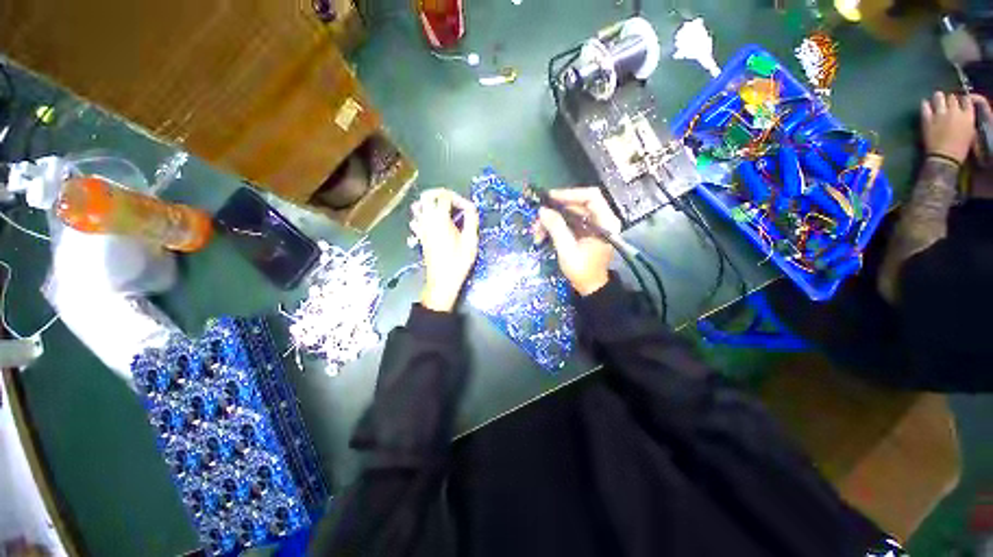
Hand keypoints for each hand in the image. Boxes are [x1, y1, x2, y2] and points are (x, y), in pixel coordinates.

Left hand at [410, 189, 479, 312]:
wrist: (442, 280)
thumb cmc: (458, 262)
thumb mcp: (471, 241)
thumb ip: (472, 220)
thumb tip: (471, 208)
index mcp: (440, 219)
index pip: (446, 196)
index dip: (458, 198)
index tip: (468, 209)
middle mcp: (427, 220)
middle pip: (427, 195)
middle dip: (440, 193)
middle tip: (453, 200)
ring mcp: (421, 228)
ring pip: (418, 206)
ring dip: (430, 203)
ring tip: (443, 209)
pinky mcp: (420, 236)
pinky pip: (416, 219)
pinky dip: (423, 215)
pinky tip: (434, 222)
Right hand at [534, 187, 619, 296]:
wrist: (590, 288)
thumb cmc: (582, 271)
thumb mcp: (567, 250)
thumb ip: (556, 228)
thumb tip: (542, 210)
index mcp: (605, 222)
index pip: (591, 196)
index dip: (569, 194)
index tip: (550, 198)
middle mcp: (602, 220)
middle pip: (577, 204)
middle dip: (555, 211)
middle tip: (538, 219)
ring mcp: (593, 226)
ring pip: (570, 213)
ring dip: (552, 220)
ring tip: (537, 232)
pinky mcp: (585, 232)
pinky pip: (568, 222)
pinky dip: (555, 226)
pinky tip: (543, 235)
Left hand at [921, 91, 982, 163]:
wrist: (945, 157)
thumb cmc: (961, 148)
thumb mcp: (970, 132)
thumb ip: (967, 119)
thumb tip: (963, 112)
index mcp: (968, 115)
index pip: (966, 99)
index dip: (962, 99)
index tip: (959, 102)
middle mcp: (955, 111)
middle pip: (952, 97)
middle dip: (949, 99)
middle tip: (947, 103)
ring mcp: (940, 114)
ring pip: (939, 97)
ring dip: (938, 98)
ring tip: (937, 100)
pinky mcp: (928, 119)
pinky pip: (925, 107)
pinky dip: (925, 104)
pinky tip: (925, 105)